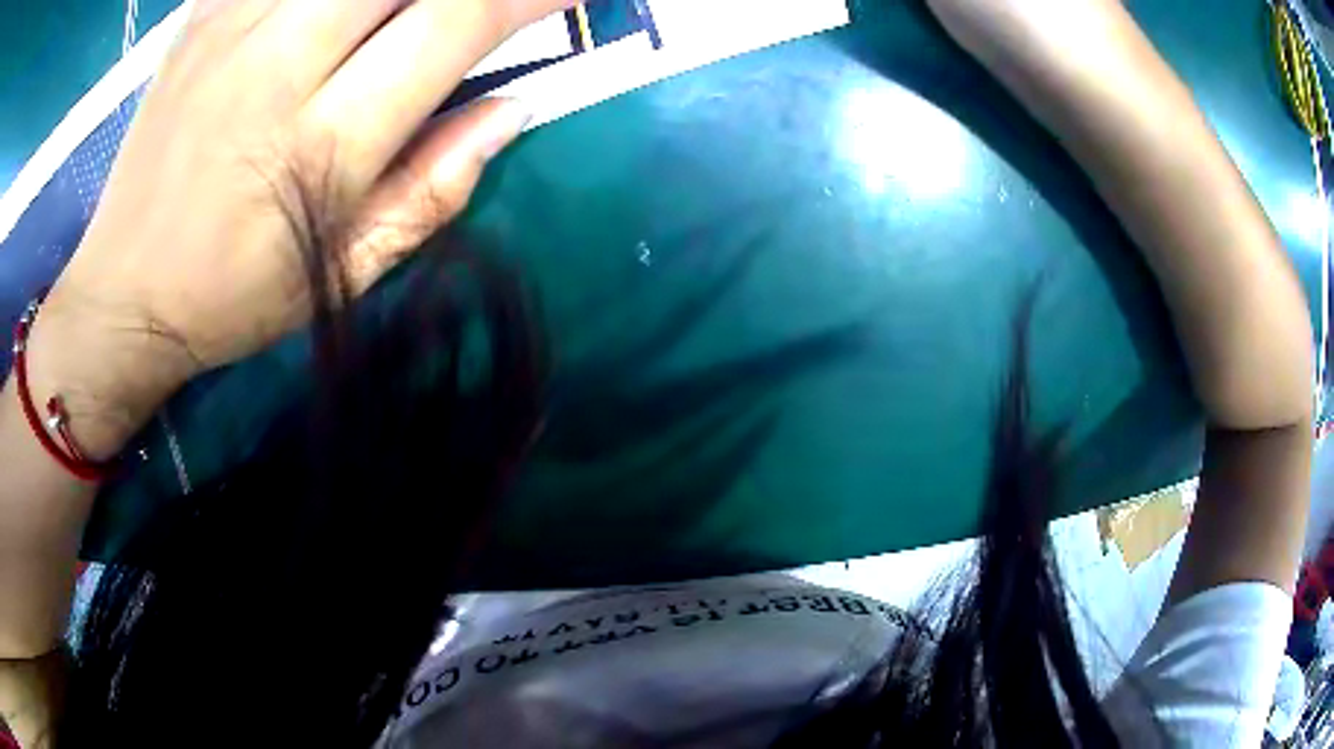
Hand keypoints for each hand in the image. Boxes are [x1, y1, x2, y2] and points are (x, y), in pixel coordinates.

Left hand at [29, 0, 572, 449]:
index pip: (455, 23)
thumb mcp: (343, 272)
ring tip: (398, 19)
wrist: (123, 290)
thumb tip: (511, 110)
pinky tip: (333, 14)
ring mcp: (232, 25)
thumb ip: (434, 189)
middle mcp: (276, 64)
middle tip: (477, 7)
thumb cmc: (233, 296)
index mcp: (320, 143)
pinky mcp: (203, 12)